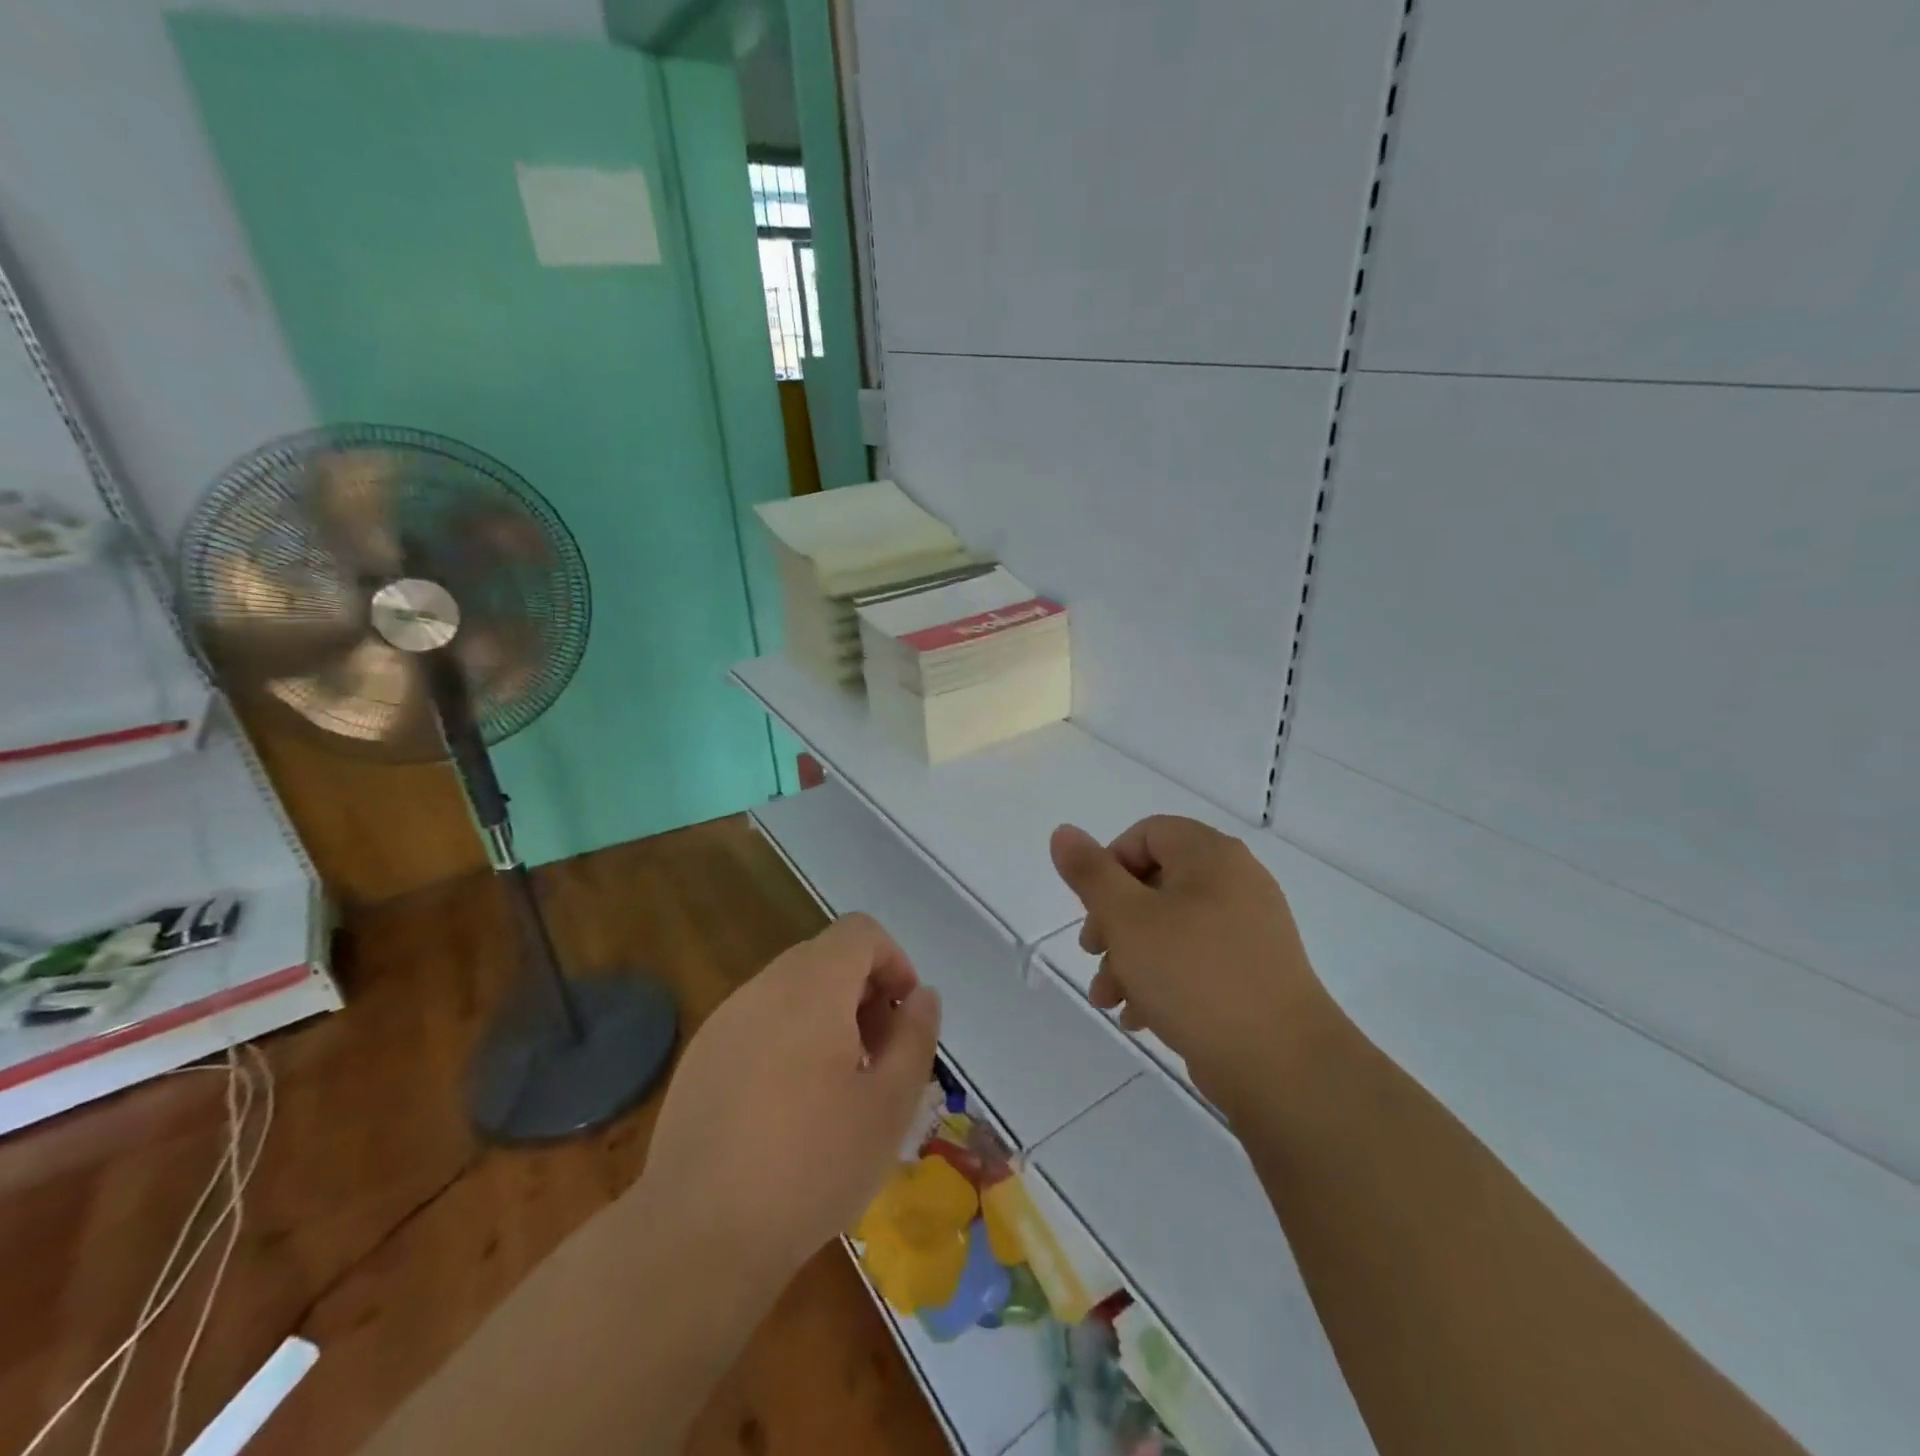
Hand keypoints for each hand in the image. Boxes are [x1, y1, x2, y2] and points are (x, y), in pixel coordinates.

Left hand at [633, 913, 940, 1282]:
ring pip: (791, 991)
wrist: (696, 1236)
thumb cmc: (810, 1166)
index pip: (860, 932)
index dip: (894, 962)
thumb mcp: (890, 1104)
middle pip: (826, 958)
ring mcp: (725, 1020)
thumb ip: (915, 1036)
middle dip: (863, 994)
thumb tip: (921, 995)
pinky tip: (788, 1109)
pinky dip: (788, 1039)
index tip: (903, 1019)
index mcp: (812, 987)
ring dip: (827, 1018)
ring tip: (838, 1088)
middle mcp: (764, 987)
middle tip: (878, 1059)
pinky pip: (758, 1022)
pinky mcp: (701, 1056)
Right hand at [1049, 816, 1337, 1118]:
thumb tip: (1063, 832)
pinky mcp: (1254, 972)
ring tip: (1108, 999)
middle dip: (1113, 921)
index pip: (1147, 834)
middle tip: (1092, 954)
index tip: (1092, 908)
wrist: (1282, 1065)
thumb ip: (1090, 873)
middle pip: (1155, 883)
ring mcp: (1250, 929)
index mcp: (1210, 856)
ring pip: (1171, 927)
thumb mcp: (1127, 919)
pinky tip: (1139, 1018)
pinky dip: (1163, 978)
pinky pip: (1196, 959)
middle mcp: (1236, 882)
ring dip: (1130, 957)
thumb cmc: (1195, 976)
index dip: (1109, 865)